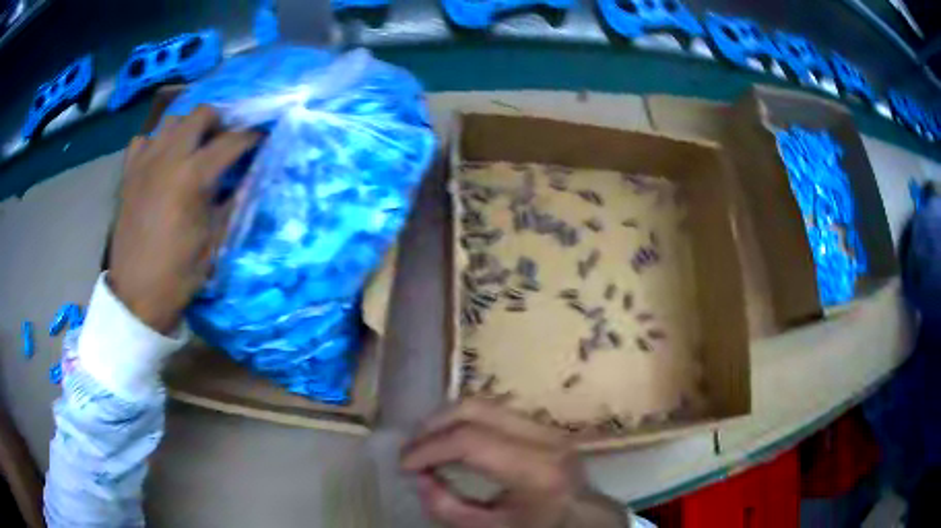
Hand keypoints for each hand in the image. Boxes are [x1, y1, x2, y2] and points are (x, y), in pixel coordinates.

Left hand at [109, 106, 258, 333]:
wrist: (137, 294)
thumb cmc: (179, 273)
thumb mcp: (215, 240)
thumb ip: (234, 201)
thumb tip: (250, 177)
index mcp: (194, 176)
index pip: (232, 140)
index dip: (252, 137)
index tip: (261, 139)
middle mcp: (169, 157)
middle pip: (202, 113)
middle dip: (220, 122)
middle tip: (223, 142)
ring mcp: (145, 161)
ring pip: (172, 120)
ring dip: (188, 129)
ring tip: (192, 150)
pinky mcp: (129, 172)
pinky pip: (144, 139)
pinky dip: (156, 143)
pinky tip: (160, 161)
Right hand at [402, 399, 626, 527]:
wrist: (582, 516)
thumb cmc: (537, 526)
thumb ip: (448, 508)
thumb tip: (419, 477)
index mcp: (536, 470)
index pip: (472, 442)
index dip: (429, 448)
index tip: (404, 464)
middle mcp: (544, 438)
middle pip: (476, 410)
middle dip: (433, 426)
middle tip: (411, 449)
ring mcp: (546, 426)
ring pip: (484, 405)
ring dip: (447, 421)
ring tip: (426, 444)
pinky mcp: (542, 423)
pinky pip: (494, 412)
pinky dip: (464, 422)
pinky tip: (451, 440)